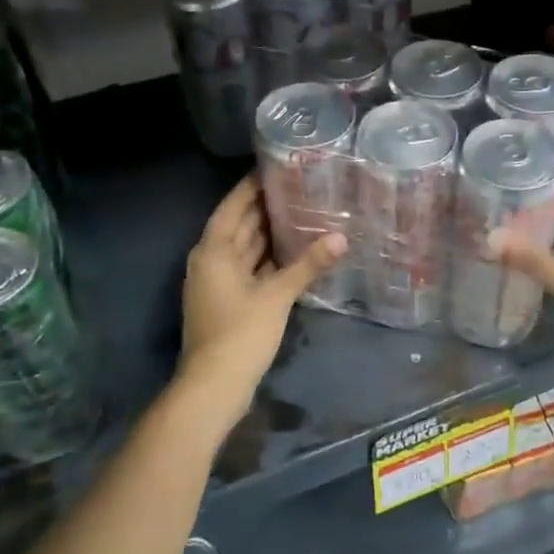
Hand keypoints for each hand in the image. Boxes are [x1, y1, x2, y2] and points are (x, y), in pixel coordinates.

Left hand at [178, 175, 346, 418]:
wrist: (214, 385)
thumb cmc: (241, 333)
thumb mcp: (277, 296)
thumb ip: (308, 265)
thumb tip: (341, 238)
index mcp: (214, 251)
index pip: (232, 207)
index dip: (250, 187)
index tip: (274, 167)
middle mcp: (212, 262)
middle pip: (239, 226)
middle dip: (264, 207)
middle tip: (298, 187)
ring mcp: (218, 284)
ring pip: (245, 249)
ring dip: (268, 234)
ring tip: (301, 213)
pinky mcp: (229, 303)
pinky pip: (250, 270)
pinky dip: (268, 260)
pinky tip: (294, 254)